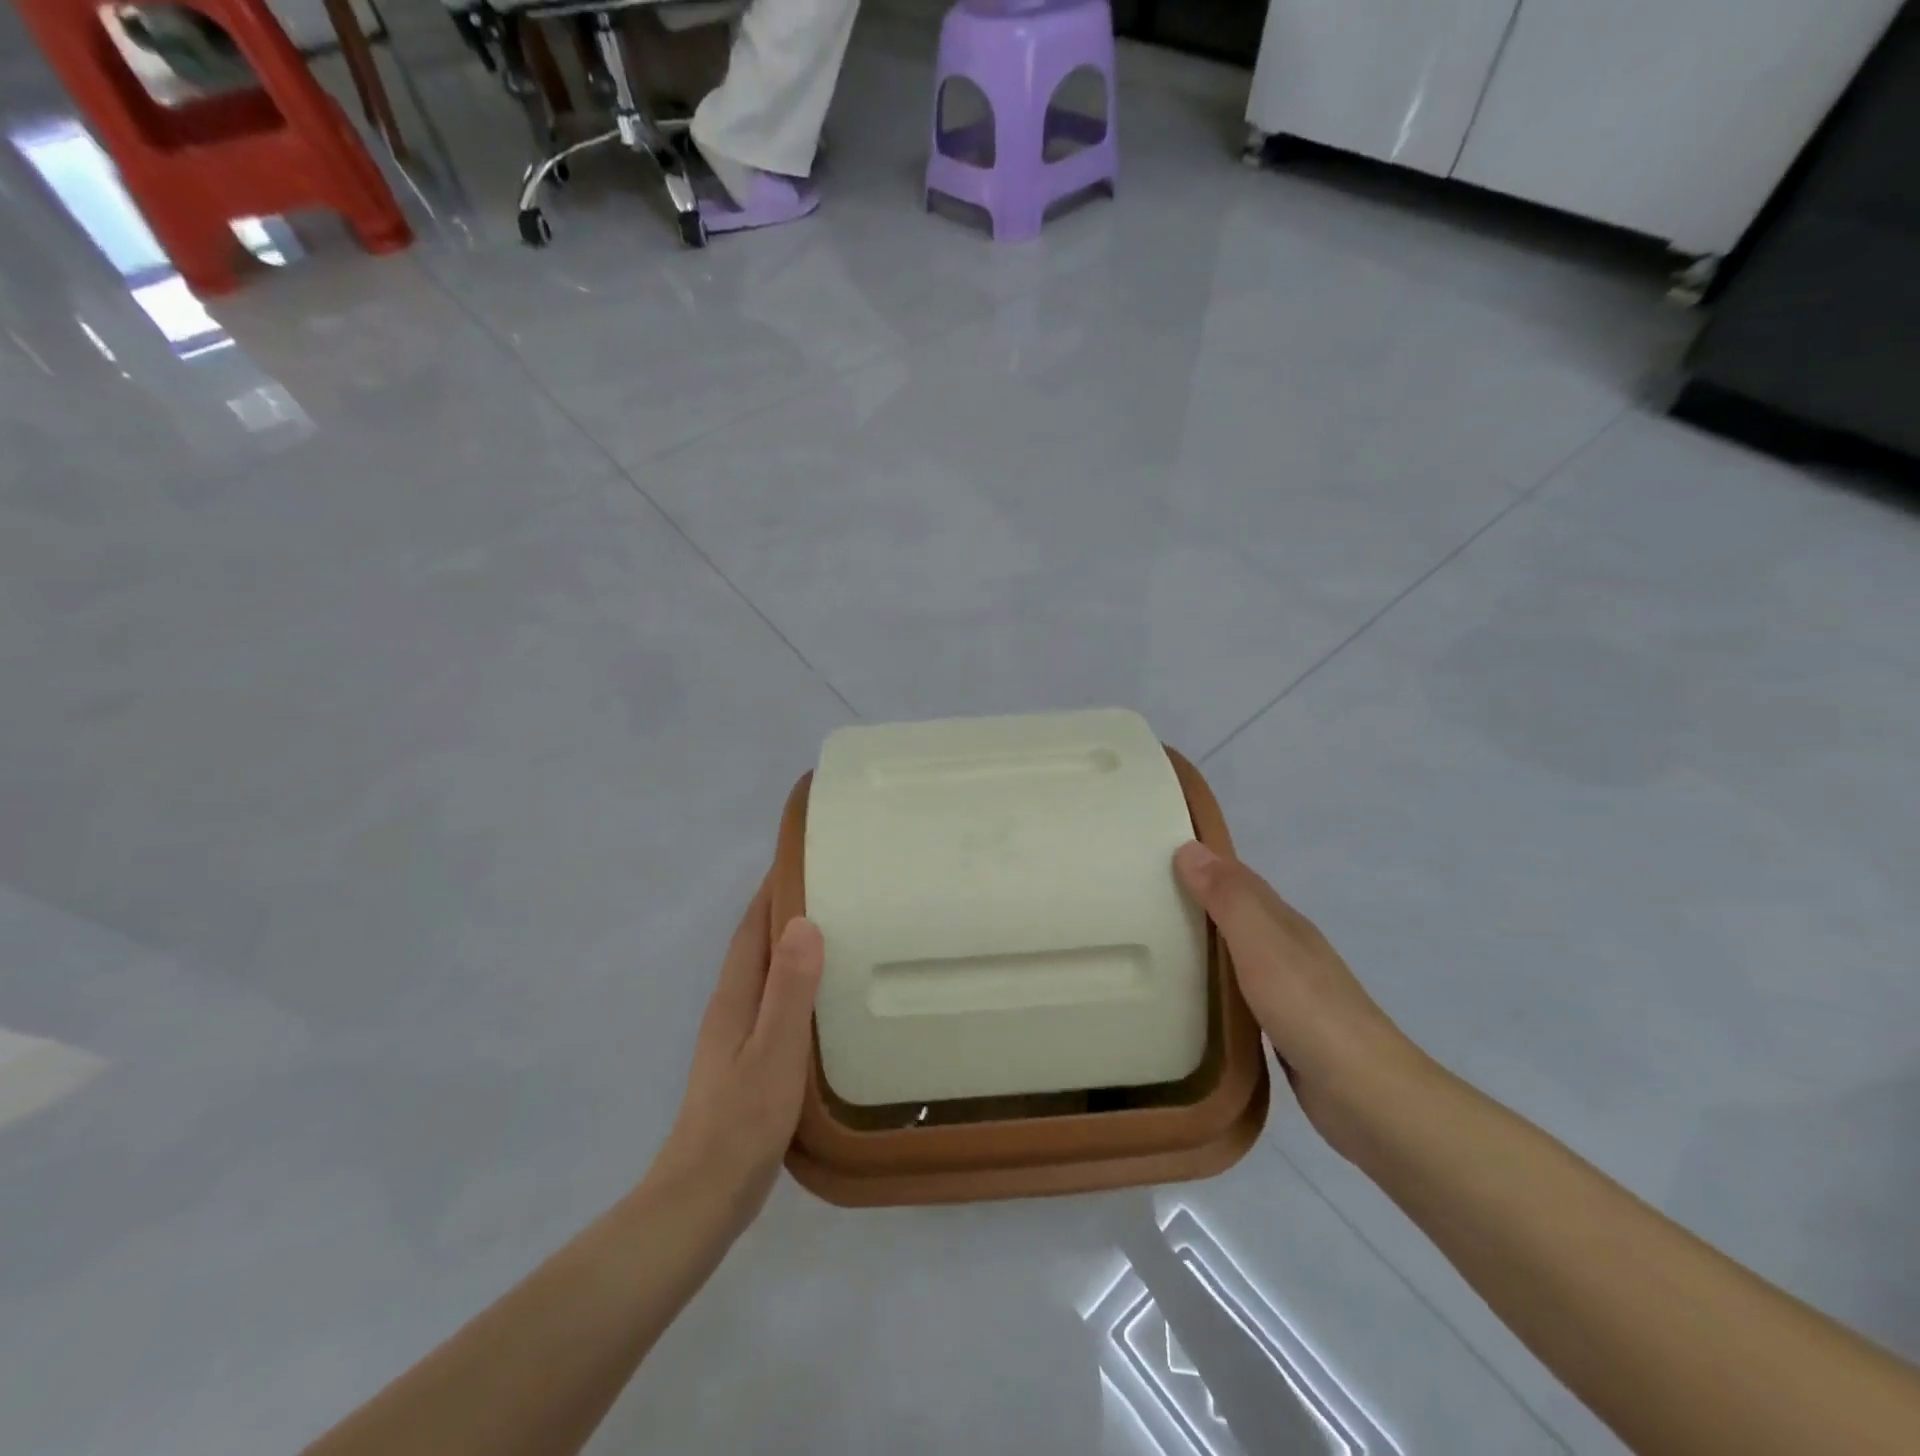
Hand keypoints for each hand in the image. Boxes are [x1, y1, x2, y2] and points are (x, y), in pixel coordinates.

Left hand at [648, 884, 823, 1230]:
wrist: (704, 1196)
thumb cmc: (742, 1120)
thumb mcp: (775, 1050)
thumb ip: (790, 989)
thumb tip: (804, 921)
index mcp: (735, 995)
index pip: (754, 926)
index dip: (774, 888)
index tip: (805, 856)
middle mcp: (732, 1006)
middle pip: (759, 943)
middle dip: (789, 909)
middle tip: (838, 887)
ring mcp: (737, 1035)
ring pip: (768, 973)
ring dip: (795, 946)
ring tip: (841, 930)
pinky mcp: (748, 1060)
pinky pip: (777, 1002)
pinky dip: (799, 983)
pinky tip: (826, 997)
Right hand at [1174, 842, 1423, 1153]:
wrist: (1368, 1098)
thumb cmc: (1310, 1012)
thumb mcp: (1263, 946)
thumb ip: (1228, 899)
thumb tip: (1188, 847)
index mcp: (1284, 923)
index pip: (1237, 879)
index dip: (1201, 863)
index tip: (1153, 857)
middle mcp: (1287, 949)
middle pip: (1236, 914)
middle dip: (1196, 902)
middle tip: (1141, 900)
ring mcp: (1288, 991)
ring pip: (1236, 953)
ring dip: (1203, 944)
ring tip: (1153, 944)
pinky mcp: (1283, 1029)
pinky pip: (1238, 992)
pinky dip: (1214, 984)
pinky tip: (1191, 995)